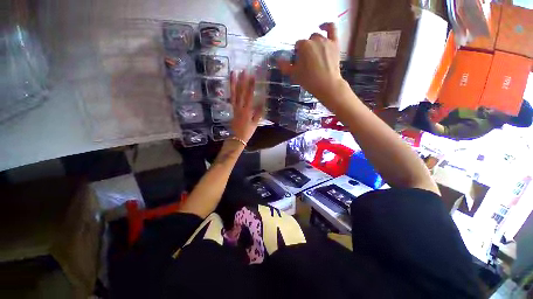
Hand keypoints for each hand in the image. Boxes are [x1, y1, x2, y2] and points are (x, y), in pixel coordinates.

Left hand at [229, 71, 262, 142]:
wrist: (236, 138)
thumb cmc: (247, 132)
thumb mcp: (255, 123)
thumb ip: (258, 113)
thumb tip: (262, 102)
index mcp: (246, 111)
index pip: (249, 96)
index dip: (250, 85)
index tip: (252, 76)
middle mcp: (239, 107)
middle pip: (240, 92)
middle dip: (242, 81)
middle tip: (243, 70)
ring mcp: (234, 108)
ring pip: (233, 94)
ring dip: (233, 83)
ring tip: (233, 73)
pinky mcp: (232, 109)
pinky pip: (231, 98)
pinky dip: (231, 91)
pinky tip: (231, 85)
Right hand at [278, 23, 346, 108]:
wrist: (327, 85)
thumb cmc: (309, 80)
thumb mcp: (294, 74)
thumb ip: (285, 66)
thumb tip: (277, 60)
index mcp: (304, 46)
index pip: (297, 46)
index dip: (297, 54)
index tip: (298, 62)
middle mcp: (314, 40)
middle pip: (307, 41)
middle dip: (305, 49)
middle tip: (306, 61)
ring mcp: (326, 40)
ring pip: (317, 37)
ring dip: (313, 43)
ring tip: (314, 53)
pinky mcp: (335, 43)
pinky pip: (332, 28)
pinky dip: (327, 25)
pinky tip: (322, 27)